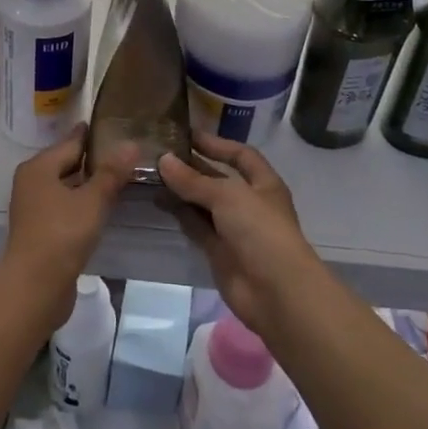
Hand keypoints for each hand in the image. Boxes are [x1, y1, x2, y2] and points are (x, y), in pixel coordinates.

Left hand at [2, 126, 136, 329]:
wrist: (34, 287)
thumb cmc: (62, 235)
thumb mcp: (92, 201)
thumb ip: (111, 173)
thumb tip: (131, 143)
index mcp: (39, 167)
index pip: (71, 142)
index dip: (93, 135)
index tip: (116, 126)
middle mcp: (31, 182)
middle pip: (66, 163)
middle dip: (93, 159)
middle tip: (124, 153)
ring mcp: (33, 207)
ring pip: (65, 186)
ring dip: (88, 184)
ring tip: (118, 179)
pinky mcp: (39, 230)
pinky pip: (64, 206)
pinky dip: (81, 203)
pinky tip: (101, 208)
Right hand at [158, 132, 321, 335]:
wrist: (276, 293)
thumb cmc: (259, 230)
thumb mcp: (227, 196)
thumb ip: (193, 179)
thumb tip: (163, 160)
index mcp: (263, 183)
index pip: (240, 155)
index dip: (216, 144)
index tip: (187, 135)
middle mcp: (249, 202)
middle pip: (217, 179)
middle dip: (192, 167)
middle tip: (159, 153)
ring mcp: (234, 228)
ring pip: (203, 203)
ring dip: (181, 190)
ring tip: (151, 175)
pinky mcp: (219, 251)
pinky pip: (196, 226)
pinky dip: (180, 214)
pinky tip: (159, 201)